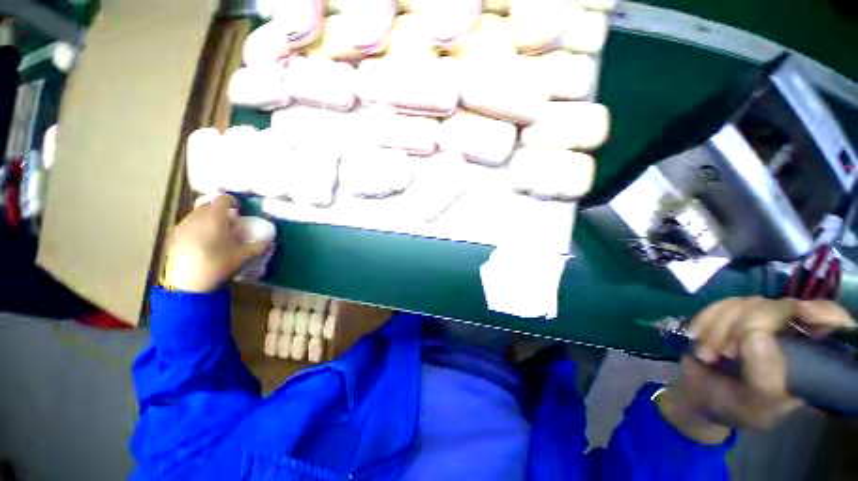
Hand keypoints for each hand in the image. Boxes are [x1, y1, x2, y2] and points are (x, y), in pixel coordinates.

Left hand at [162, 194, 273, 292]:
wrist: (187, 286)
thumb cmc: (218, 266)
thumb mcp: (244, 257)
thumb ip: (259, 246)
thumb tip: (270, 241)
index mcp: (214, 219)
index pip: (222, 199)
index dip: (232, 201)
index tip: (239, 210)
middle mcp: (195, 218)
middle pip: (208, 205)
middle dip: (219, 210)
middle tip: (230, 223)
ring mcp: (181, 227)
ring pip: (196, 215)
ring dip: (207, 219)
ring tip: (216, 233)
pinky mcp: (173, 238)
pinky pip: (187, 225)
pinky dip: (197, 228)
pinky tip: (203, 243)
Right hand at [657, 297, 855, 442]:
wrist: (700, 397)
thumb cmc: (735, 408)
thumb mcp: (756, 406)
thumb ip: (765, 379)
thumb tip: (756, 336)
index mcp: (809, 357)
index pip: (829, 320)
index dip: (819, 312)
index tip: (798, 315)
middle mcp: (790, 332)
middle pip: (778, 306)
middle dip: (743, 326)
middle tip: (724, 353)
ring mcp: (760, 320)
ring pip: (745, 303)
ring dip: (717, 327)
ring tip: (705, 353)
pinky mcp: (731, 315)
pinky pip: (720, 303)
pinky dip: (705, 319)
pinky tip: (696, 337)